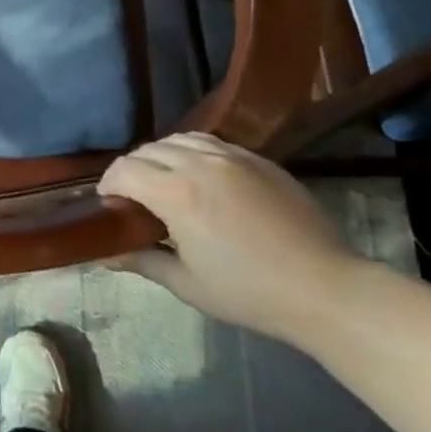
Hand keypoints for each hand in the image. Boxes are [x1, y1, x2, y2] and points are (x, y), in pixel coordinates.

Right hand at [99, 133, 364, 337]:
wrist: (323, 287)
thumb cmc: (248, 292)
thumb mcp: (187, 283)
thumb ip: (142, 260)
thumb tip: (107, 254)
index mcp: (176, 193)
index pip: (125, 170)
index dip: (108, 184)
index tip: (107, 204)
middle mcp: (200, 163)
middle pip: (148, 150)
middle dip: (131, 169)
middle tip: (132, 198)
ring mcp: (233, 156)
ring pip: (180, 139)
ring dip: (161, 155)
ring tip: (163, 180)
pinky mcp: (259, 160)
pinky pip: (213, 143)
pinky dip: (193, 152)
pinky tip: (200, 176)